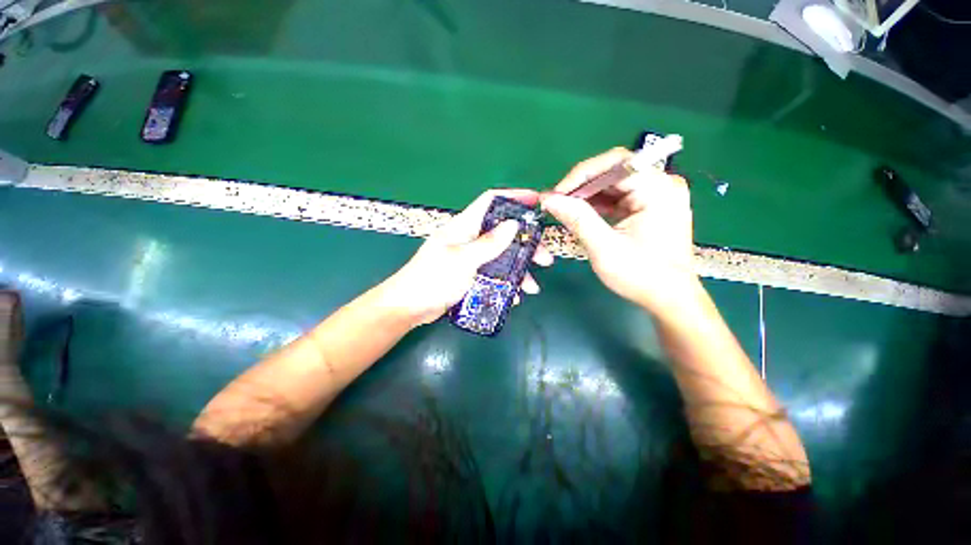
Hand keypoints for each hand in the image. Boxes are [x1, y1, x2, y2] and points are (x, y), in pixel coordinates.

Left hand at [380, 190, 553, 326]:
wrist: (410, 307)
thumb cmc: (433, 278)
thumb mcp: (463, 260)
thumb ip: (489, 243)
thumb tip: (513, 224)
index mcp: (465, 226)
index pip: (491, 201)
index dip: (514, 197)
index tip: (536, 201)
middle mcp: (470, 238)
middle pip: (504, 233)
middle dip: (526, 245)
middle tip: (545, 258)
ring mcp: (471, 258)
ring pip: (502, 257)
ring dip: (519, 270)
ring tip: (532, 287)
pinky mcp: (471, 275)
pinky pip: (494, 275)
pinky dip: (505, 284)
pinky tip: (514, 297)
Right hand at [540, 148, 697, 314]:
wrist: (669, 298)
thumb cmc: (641, 275)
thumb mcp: (604, 247)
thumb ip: (577, 219)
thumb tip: (549, 199)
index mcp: (658, 189)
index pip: (614, 163)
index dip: (580, 175)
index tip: (555, 194)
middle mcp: (662, 184)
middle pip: (614, 170)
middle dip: (582, 186)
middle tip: (557, 203)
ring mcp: (658, 194)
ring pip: (614, 183)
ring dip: (587, 195)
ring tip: (565, 209)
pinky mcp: (651, 206)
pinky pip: (619, 196)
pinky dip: (598, 204)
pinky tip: (582, 214)